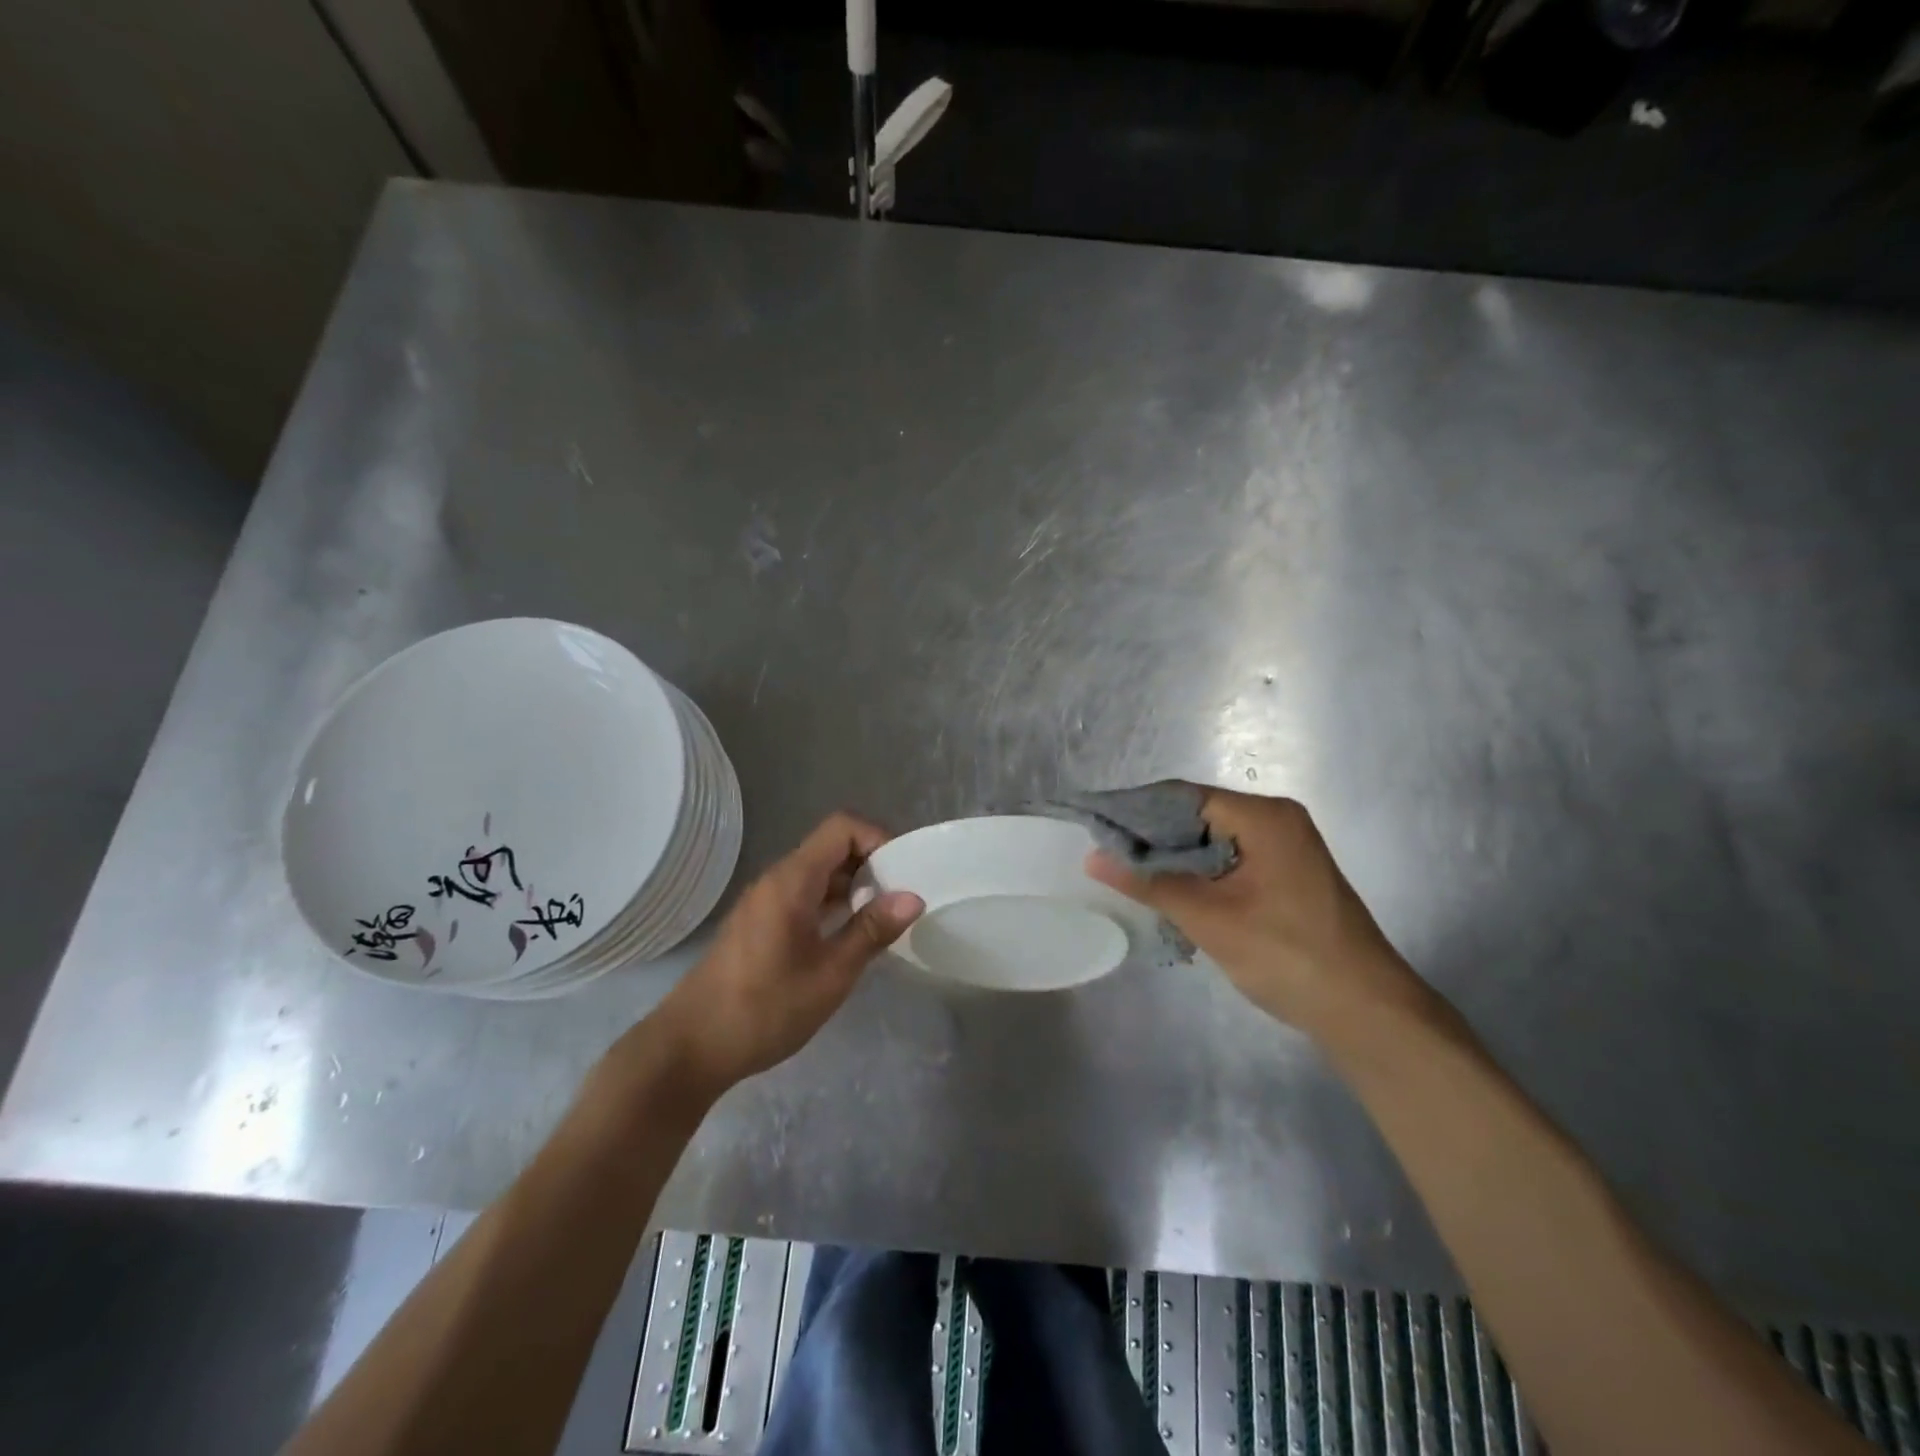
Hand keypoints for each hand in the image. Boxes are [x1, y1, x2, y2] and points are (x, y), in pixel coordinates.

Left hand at [644, 813, 923, 1095]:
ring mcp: (764, 901)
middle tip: (901, 899)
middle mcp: (777, 879)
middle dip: (872, 864)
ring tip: (883, 920)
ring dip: (853, 887)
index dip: (878, 838)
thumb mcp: (830, 973)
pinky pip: (804, 895)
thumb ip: (871, 930)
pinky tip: (849, 937)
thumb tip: (914, 897)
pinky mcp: (759, 923)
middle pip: (831, 847)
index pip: (842, 827)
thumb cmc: (764, 1008)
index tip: (904, 872)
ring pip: (818, 873)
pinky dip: (832, 904)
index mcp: (792, 880)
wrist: (690, 1047)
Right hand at [1087, 787, 1428, 1033]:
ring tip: (1129, 873)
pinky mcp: (1286, 874)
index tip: (1096, 827)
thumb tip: (1093, 857)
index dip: (1137, 810)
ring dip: (1174, 856)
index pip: (1184, 797)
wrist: (1366, 1011)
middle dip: (1153, 835)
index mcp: (1264, 816)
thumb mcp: (1210, 919)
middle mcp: (1276, 820)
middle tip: (1107, 855)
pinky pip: (1230, 858)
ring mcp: (1285, 847)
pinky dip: (1199, 871)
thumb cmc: (1287, 955)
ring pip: (1212, 839)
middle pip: (1198, 814)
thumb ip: (1150, 883)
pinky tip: (1170, 891)